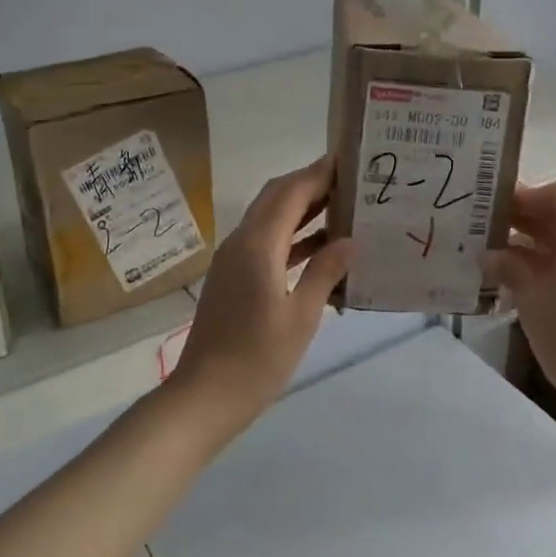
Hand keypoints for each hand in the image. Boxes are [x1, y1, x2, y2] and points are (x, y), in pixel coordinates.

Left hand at [171, 154, 353, 437]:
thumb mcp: (301, 317)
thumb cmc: (257, 359)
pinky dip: (293, 237)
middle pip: (276, 198)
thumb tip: (350, 240)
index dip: (318, 174)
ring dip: (302, 209)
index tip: (348, 161)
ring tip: (344, 207)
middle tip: (350, 180)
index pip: (290, 193)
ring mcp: (234, 260)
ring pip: (270, 219)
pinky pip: (267, 242)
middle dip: (310, 184)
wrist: (205, 396)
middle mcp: (242, 242)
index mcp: (258, 245)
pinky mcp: (234, 278)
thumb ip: (325, 273)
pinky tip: (322, 248)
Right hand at [481, 180, 555, 418]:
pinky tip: (521, 287)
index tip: (497, 210)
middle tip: (485, 231)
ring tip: (496, 261)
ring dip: (534, 245)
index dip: (529, 194)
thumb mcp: (532, 298)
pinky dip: (550, 266)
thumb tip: (490, 255)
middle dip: (525, 220)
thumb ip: (509, 267)